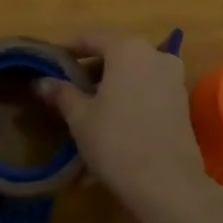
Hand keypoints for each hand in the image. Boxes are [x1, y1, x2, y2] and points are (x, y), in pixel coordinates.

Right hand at [34, 30, 216, 222]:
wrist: (168, 184)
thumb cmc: (116, 141)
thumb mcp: (80, 117)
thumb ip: (61, 93)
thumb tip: (40, 81)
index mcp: (127, 49)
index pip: (92, 38)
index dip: (70, 50)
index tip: (54, 64)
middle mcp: (154, 54)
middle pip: (116, 53)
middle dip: (93, 68)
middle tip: (70, 87)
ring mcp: (173, 77)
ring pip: (134, 72)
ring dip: (113, 83)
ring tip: (91, 107)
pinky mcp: (183, 102)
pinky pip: (149, 89)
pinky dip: (131, 97)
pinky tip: (116, 120)